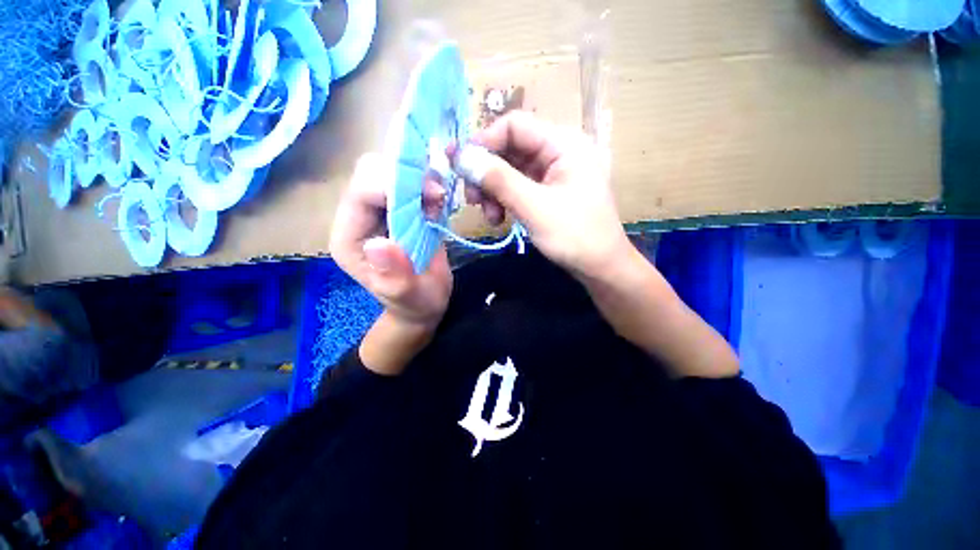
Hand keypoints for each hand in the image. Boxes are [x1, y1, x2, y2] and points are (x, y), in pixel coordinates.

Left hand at [329, 153, 452, 330]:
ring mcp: (380, 210)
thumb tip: (378, 242)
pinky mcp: (400, 209)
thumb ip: (394, 276)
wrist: (426, 300)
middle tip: (437, 197)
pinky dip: (427, 182)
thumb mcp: (408, 296)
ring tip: (439, 203)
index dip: (393, 186)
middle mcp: (360, 219)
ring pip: (390, 170)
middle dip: (406, 176)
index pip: (360, 194)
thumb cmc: (416, 302)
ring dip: (419, 178)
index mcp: (351, 239)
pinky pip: (409, 181)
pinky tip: (439, 203)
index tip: (431, 196)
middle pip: (370, 172)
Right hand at [464, 111, 630, 279]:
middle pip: (510, 149)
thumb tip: (461, 157)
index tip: (461, 167)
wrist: (601, 267)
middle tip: (472, 199)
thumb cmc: (575, 236)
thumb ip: (499, 180)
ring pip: (510, 170)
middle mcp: (558, 151)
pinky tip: (498, 219)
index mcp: (564, 144)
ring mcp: (553, 172)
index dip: (484, 142)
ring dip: (493, 190)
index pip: (515, 126)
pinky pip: (518, 187)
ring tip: (488, 216)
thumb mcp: (534, 208)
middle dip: (487, 173)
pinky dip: (504, 200)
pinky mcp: (548, 191)